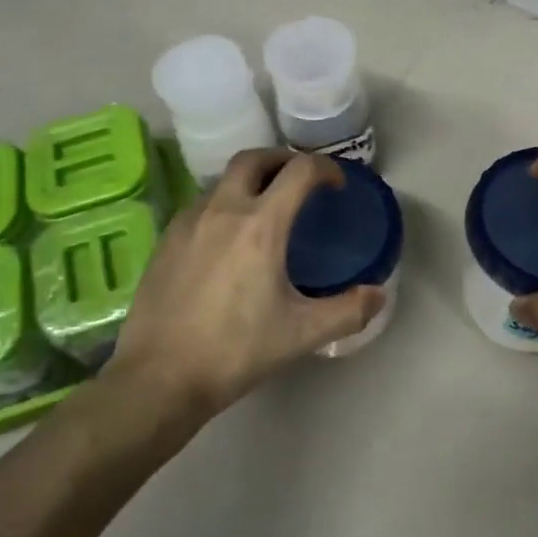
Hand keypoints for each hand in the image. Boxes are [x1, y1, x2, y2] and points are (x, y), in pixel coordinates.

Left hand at [111, 149, 385, 408]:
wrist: (159, 377)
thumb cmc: (235, 351)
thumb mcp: (302, 334)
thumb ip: (347, 311)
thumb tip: (378, 294)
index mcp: (261, 225)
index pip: (299, 171)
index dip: (325, 168)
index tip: (336, 185)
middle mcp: (222, 210)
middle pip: (254, 158)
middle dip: (282, 160)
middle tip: (299, 183)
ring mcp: (188, 222)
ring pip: (223, 180)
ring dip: (250, 181)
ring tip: (265, 210)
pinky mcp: (165, 240)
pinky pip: (201, 204)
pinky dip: (224, 204)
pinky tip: (228, 240)